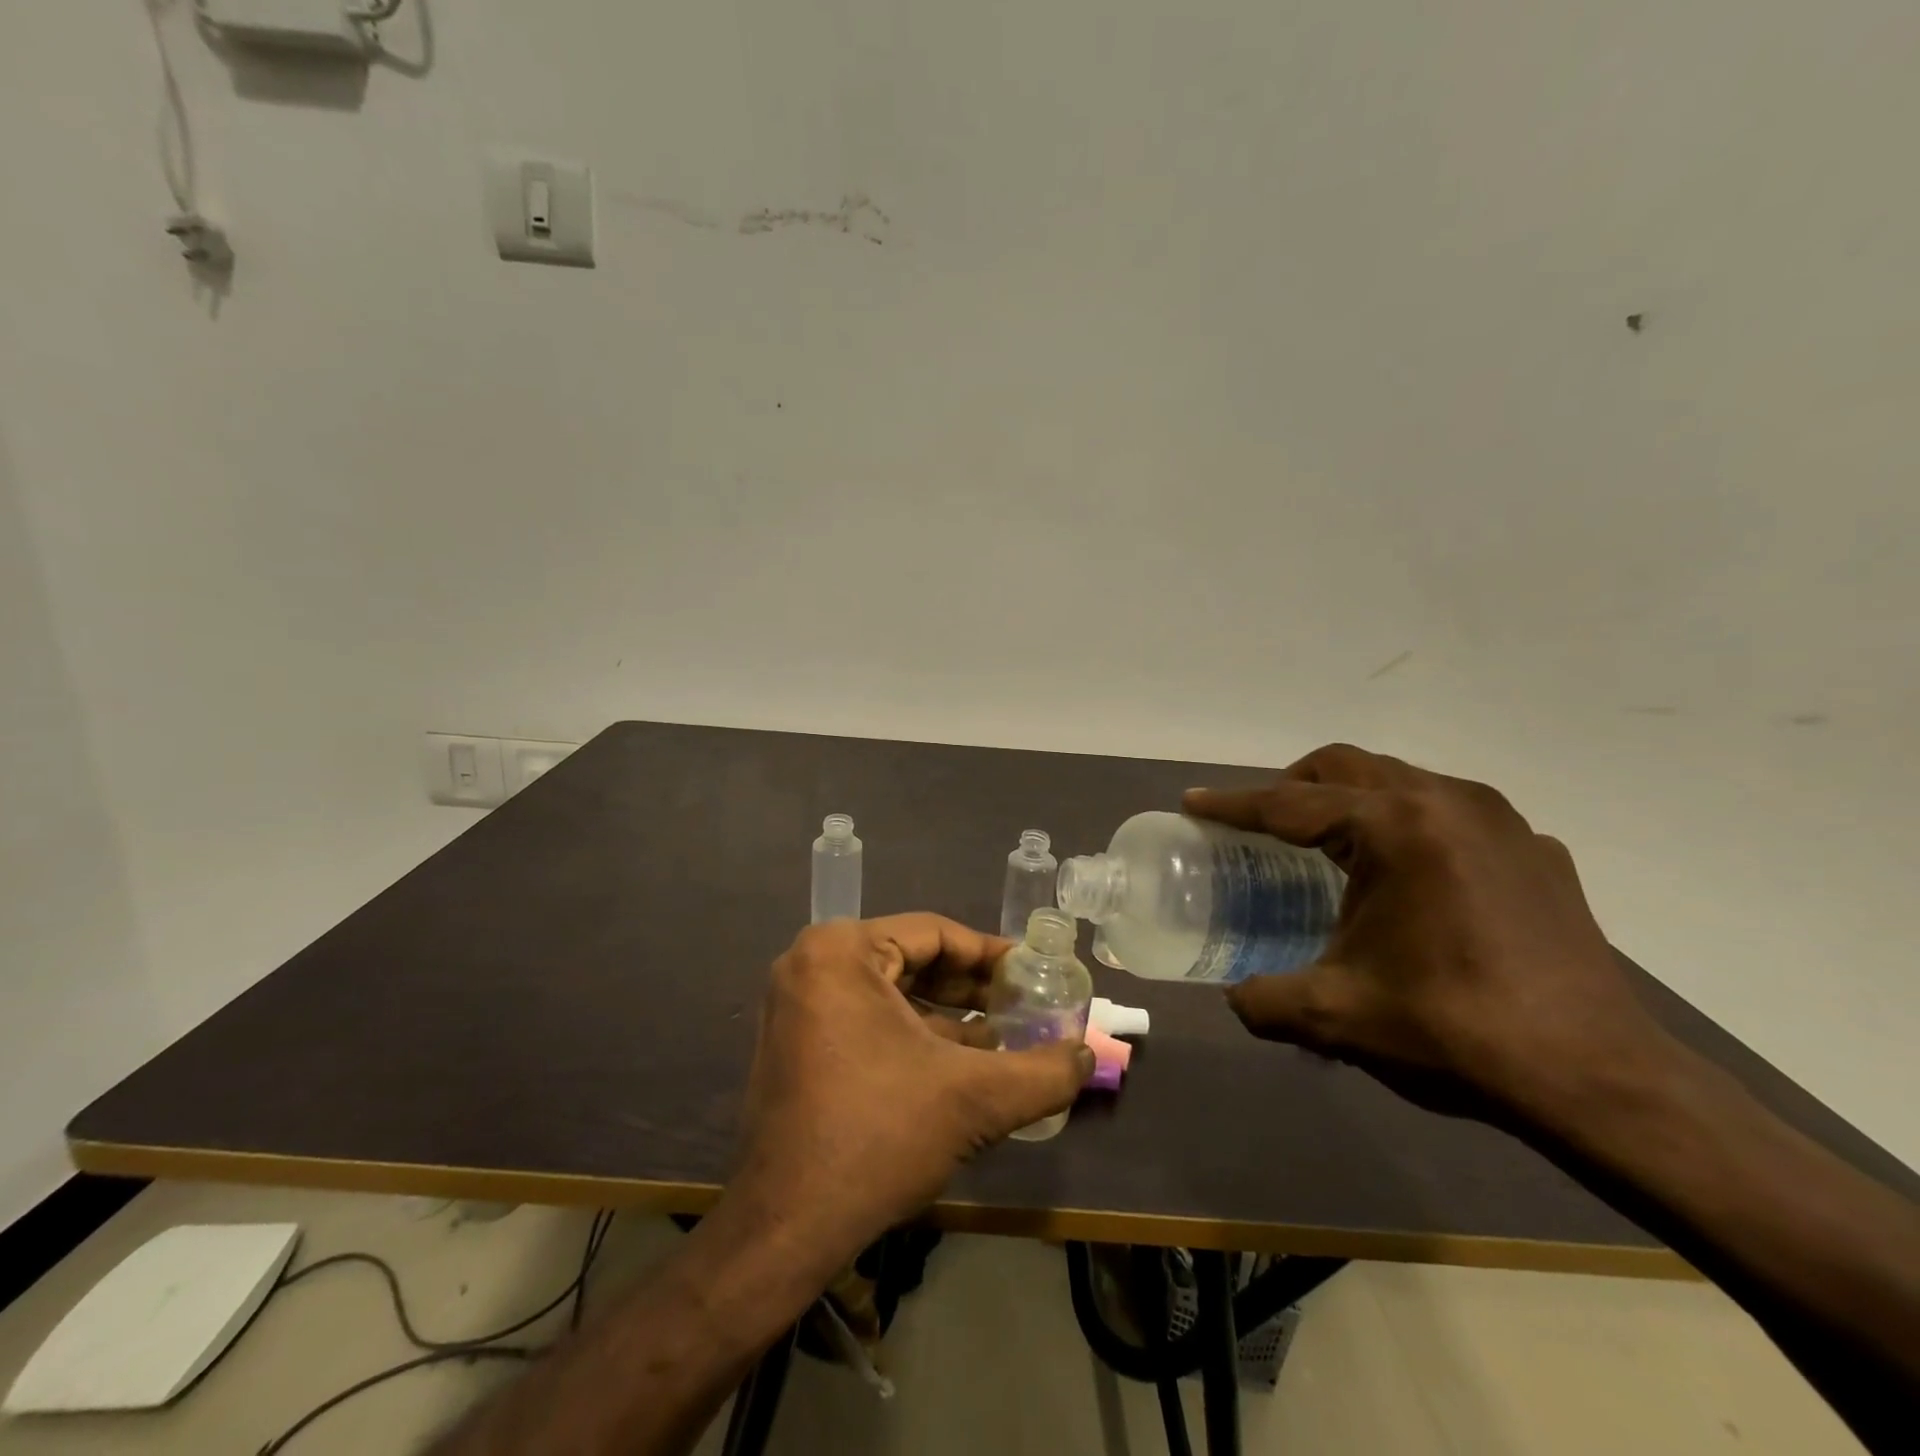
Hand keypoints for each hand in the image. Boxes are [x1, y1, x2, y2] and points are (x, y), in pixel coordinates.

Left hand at [733, 914, 1093, 1257]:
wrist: (785, 1228)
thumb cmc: (878, 1137)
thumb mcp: (975, 1099)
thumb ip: (1044, 1072)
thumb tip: (1090, 1056)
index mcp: (840, 950)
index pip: (935, 933)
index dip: (992, 955)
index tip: (1035, 974)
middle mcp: (811, 964)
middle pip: (911, 959)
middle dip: (971, 987)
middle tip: (1023, 1005)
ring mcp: (796, 1004)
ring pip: (890, 992)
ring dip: (946, 1014)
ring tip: (1002, 1036)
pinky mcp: (793, 1042)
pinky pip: (865, 1018)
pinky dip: (912, 1035)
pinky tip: (957, 1063)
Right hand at [1185, 744, 1670, 1120]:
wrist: (1600, 1080)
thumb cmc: (1454, 1031)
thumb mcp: (1336, 1016)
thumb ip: (1264, 1001)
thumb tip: (1236, 998)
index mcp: (1395, 828)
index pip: (1290, 804)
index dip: (1233, 805)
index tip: (1193, 802)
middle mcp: (1447, 802)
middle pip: (1345, 767)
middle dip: (1292, 786)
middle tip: (1262, 824)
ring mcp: (1501, 821)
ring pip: (1399, 780)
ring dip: (1351, 800)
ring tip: (1330, 847)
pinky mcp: (1537, 850)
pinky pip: (1451, 812)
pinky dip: (1408, 826)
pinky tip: (1409, 880)